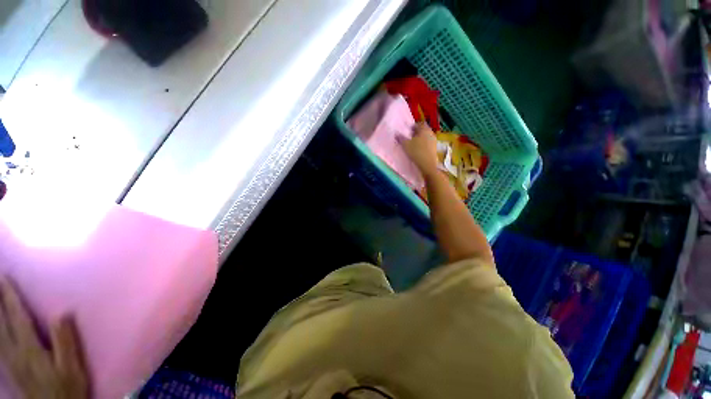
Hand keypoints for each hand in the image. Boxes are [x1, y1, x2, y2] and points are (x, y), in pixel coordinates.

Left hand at [0, 278, 88, 398]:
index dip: (10, 297)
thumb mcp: (72, 367)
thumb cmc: (68, 387)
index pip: (17, 317)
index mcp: (30, 349)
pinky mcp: (8, 368)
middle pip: (1, 322)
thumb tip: (62, 312)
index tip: (5, 278)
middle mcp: (14, 352)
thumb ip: (66, 341)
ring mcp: (9, 361)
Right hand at [401, 123, 438, 176]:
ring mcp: (434, 140)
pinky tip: (419, 149)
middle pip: (423, 130)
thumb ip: (401, 138)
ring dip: (420, 138)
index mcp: (424, 129)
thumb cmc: (416, 152)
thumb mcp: (405, 145)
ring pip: (426, 136)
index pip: (419, 124)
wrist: (427, 164)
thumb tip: (396, 133)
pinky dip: (424, 143)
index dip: (413, 126)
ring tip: (414, 143)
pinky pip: (428, 142)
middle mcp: (430, 132)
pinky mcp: (435, 148)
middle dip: (417, 132)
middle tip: (410, 137)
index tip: (408, 131)